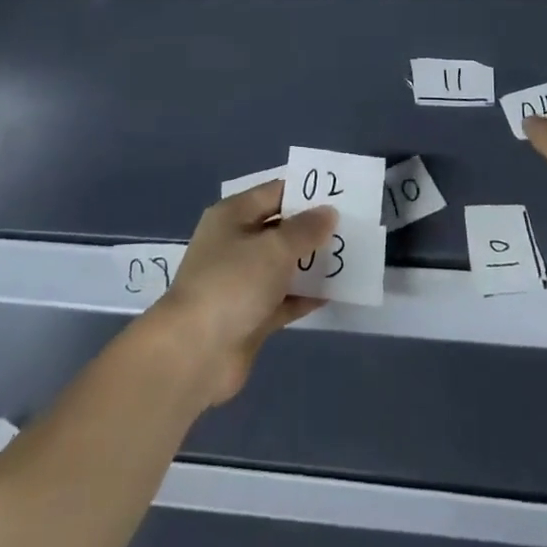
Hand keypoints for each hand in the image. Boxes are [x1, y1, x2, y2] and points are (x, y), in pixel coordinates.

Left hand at [148, 181, 335, 403]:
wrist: (194, 354)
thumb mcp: (274, 248)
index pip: (274, 193)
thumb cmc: (232, 285)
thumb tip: (329, 212)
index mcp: (232, 216)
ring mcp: (241, 282)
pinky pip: (283, 299)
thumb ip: (305, 229)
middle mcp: (235, 244)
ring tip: (349, 258)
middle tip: (351, 228)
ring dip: (311, 263)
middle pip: (279, 229)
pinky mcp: (249, 316)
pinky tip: (333, 293)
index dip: (305, 193)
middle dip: (312, 229)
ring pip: (283, 265)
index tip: (340, 197)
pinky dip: (304, 296)